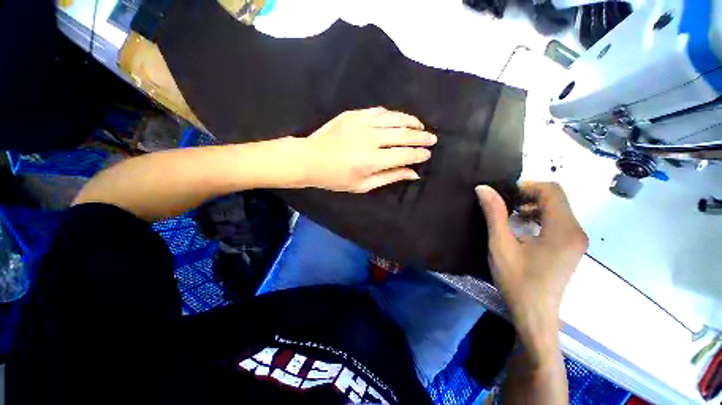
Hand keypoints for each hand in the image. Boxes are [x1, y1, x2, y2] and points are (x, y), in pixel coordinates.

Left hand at [298, 107, 436, 192]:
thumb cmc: (335, 178)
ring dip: (410, 122)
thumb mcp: (363, 185)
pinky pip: (378, 111)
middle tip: (432, 138)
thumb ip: (390, 177)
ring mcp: (361, 123)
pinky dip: (392, 115)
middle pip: (403, 134)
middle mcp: (369, 139)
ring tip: (420, 126)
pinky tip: (398, 119)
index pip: (404, 154)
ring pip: (394, 118)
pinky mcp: (353, 114)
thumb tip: (413, 173)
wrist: (309, 159)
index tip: (427, 154)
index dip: (419, 154)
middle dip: (421, 136)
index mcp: (371, 160)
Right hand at [476, 182, 587, 361]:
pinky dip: (539, 217)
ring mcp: (576, 240)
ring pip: (557, 209)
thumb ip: (494, 214)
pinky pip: (558, 221)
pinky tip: (522, 228)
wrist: (535, 315)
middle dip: (528, 195)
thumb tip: (483, 188)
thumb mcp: (500, 245)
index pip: (552, 190)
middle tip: (503, 204)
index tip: (504, 195)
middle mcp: (576, 231)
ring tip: (510, 215)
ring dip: (533, 206)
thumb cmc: (517, 281)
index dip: (527, 186)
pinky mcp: (571, 248)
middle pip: (556, 198)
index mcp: (563, 230)